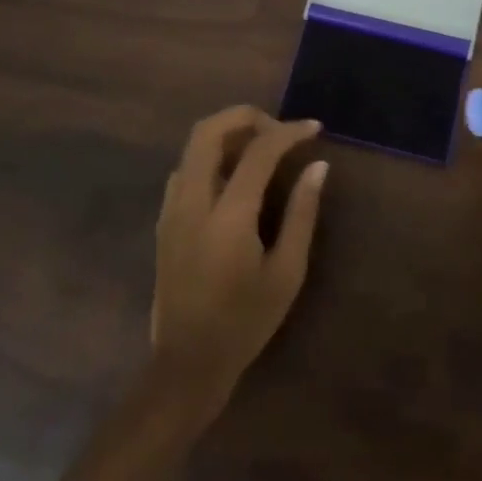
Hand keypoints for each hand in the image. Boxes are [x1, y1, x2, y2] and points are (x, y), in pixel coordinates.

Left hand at [150, 106, 328, 409]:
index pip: (258, 151)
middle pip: (208, 131)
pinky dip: (211, 155)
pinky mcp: (164, 220)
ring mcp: (171, 209)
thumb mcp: (286, 272)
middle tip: (279, 129)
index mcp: (227, 216)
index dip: (288, 132)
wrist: (186, 364)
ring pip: (192, 145)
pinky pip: (185, 167)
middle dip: (246, 116)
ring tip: (262, 147)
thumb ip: (302, 213)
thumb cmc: (245, 322)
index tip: (314, 129)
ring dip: (227, 133)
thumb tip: (317, 166)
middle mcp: (192, 202)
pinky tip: (235, 176)